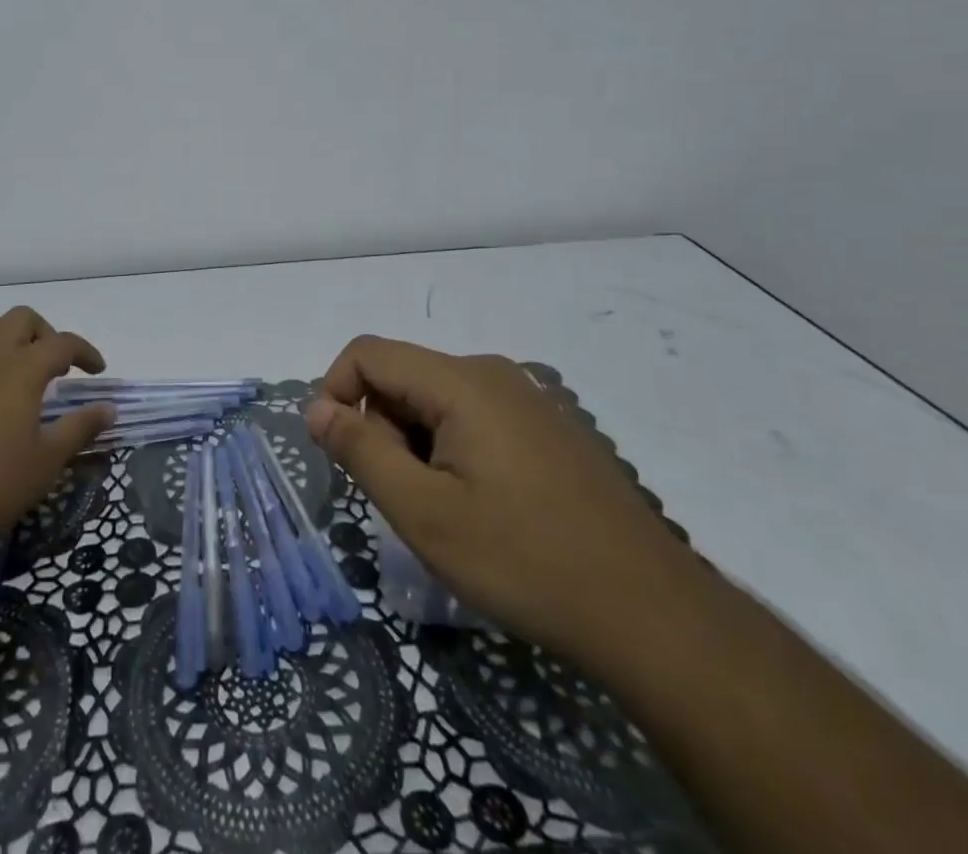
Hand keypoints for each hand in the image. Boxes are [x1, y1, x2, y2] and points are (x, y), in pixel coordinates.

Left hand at [0, 307, 112, 556]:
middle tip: (54, 368)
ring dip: (4, 339)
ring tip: (12, 371)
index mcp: (22, 368)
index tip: (96, 370)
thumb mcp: (46, 462)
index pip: (63, 343)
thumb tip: (108, 408)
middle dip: (44, 334)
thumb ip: (80, 427)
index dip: (85, 352)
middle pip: (22, 319)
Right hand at [305, 336, 693, 661]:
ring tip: (446, 511)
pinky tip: (484, 508)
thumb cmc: (525, 560)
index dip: (335, 391)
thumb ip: (360, 451)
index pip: (368, 353)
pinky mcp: (548, 427)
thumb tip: (315, 407)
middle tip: (404, 498)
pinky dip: (453, 449)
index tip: (339, 453)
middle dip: (382, 427)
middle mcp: (493, 373)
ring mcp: (527, 398)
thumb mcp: (424, 513)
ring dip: (417, 444)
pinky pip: (475, 417)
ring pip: (437, 400)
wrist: (652, 613)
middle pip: (404, 377)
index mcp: (461, 381)